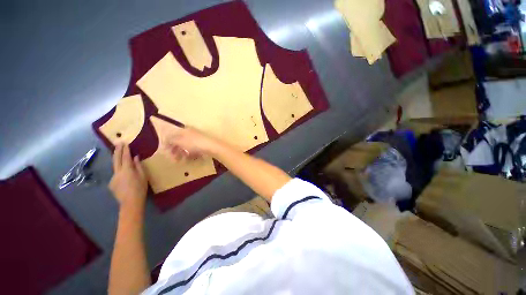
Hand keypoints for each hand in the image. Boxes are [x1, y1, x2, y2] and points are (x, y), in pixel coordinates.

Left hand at [109, 144, 147, 209]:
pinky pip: (116, 175)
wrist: (130, 202)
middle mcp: (117, 172)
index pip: (125, 157)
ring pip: (115, 167)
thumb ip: (139, 166)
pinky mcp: (111, 183)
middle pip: (116, 159)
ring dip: (117, 160)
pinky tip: (124, 176)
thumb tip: (136, 157)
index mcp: (127, 170)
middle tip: (118, 143)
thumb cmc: (140, 188)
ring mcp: (113, 178)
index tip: (125, 143)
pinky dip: (120, 172)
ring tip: (120, 156)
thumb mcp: (143, 176)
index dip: (125, 150)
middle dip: (117, 150)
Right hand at [164, 127, 219, 159]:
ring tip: (181, 160)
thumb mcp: (180, 141)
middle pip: (180, 141)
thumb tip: (165, 140)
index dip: (168, 143)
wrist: (211, 146)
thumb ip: (171, 140)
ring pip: (187, 146)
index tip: (166, 152)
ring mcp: (198, 139)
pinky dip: (190, 154)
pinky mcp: (203, 145)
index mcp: (184, 130)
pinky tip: (190, 158)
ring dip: (182, 153)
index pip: (173, 135)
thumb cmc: (194, 143)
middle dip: (175, 150)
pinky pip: (194, 149)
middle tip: (174, 158)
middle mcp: (191, 133)